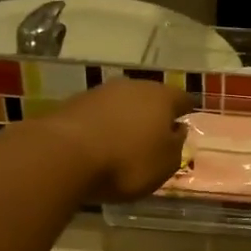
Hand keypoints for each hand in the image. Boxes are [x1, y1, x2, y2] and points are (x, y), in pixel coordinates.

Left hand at [36, 81, 187, 202]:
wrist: (63, 155)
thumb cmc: (127, 162)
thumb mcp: (165, 164)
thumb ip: (176, 146)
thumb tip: (177, 130)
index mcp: (161, 97)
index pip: (182, 99)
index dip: (186, 111)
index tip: (186, 122)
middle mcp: (132, 86)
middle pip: (149, 98)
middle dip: (153, 114)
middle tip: (156, 135)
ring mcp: (100, 92)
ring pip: (122, 104)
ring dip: (126, 119)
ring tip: (126, 142)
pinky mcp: (73, 104)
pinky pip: (98, 115)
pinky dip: (102, 126)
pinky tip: (100, 144)